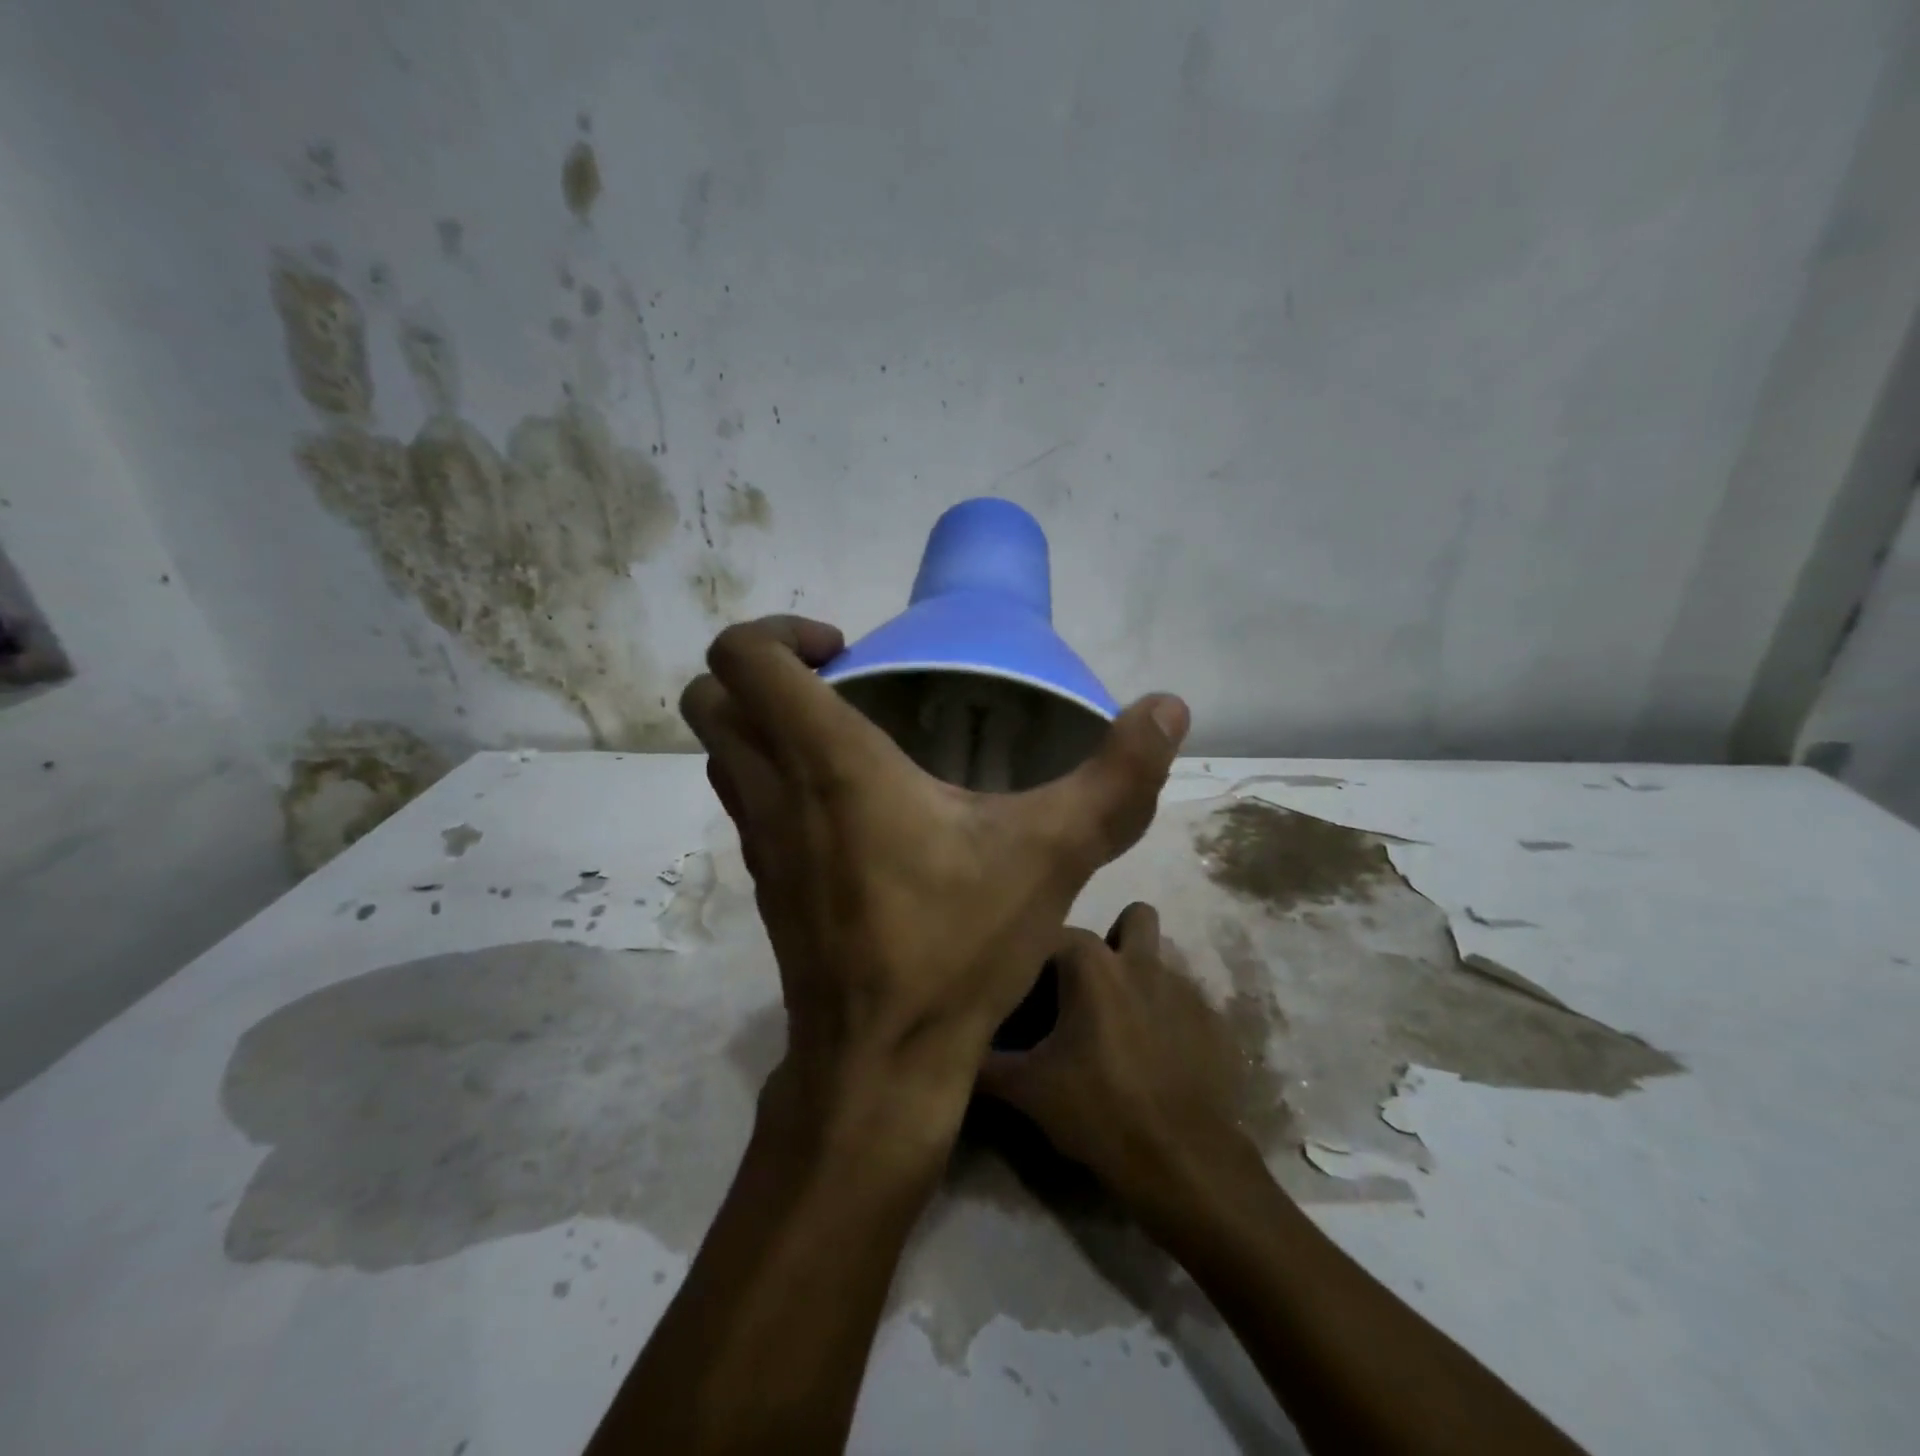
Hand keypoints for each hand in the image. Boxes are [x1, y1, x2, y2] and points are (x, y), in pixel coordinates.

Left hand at [678, 616, 1190, 1133]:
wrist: (880, 1064)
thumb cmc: (956, 946)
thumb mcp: (1054, 854)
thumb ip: (1117, 777)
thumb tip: (1169, 706)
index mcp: (827, 761)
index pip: (742, 656)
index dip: (779, 630)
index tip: (847, 651)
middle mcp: (771, 789)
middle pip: (709, 695)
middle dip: (761, 669)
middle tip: (839, 682)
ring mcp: (756, 841)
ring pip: (719, 750)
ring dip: (762, 721)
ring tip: (845, 732)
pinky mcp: (764, 881)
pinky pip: (743, 800)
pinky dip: (772, 775)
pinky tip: (847, 805)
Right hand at [981, 902, 1264, 1218]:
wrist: (1183, 1162)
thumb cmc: (1097, 1110)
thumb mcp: (1026, 1089)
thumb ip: (984, 1063)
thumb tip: (954, 1051)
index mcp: (1092, 965)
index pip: (1056, 933)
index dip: (1040, 958)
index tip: (1030, 990)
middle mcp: (1142, 961)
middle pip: (1133, 918)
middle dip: (1114, 941)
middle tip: (1090, 990)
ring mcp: (1185, 989)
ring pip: (1163, 959)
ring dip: (1142, 978)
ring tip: (1124, 1027)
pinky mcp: (1216, 1023)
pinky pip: (1188, 1002)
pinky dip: (1170, 1018)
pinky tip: (1159, 1060)